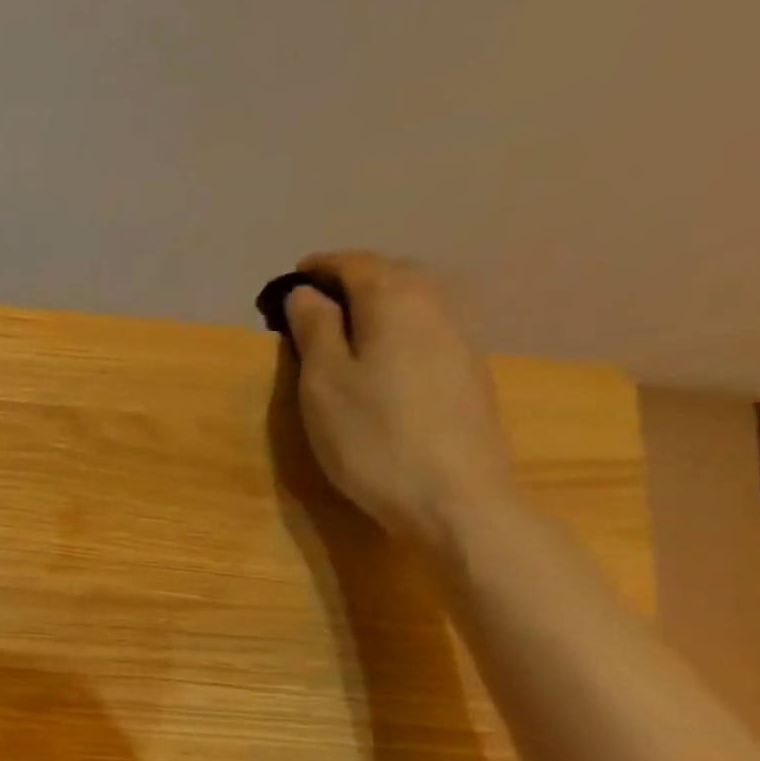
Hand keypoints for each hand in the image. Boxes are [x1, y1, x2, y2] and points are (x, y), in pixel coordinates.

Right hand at [283, 251, 516, 550]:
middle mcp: (436, 305)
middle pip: (392, 273)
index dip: (320, 266)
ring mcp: (459, 338)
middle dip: (352, 278)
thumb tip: (305, 293)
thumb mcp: (323, 383)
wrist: (453, 496)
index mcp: (395, 300)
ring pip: (415, 300)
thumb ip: (314, 329)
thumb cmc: (372, 437)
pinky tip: (381, 355)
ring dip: (378, 302)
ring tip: (345, 325)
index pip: (355, 264)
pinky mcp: (467, 371)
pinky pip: (427, 328)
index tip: (292, 277)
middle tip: (316, 300)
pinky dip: (397, 326)